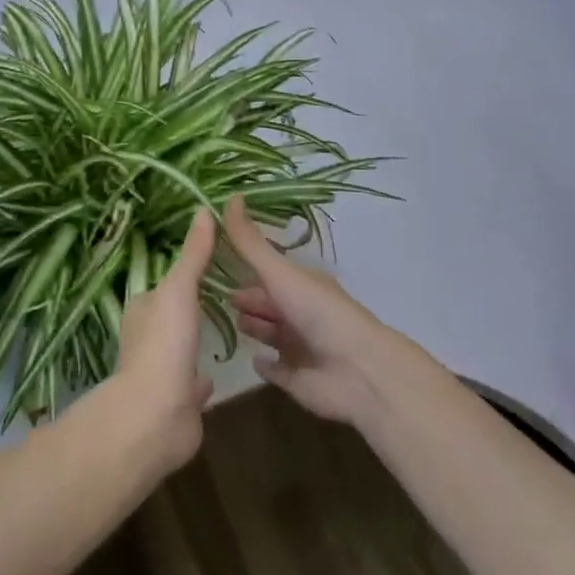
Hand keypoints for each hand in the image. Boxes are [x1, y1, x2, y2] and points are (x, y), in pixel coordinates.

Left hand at [112, 207, 215, 471]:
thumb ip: (193, 254)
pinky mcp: (177, 403)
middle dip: (189, 309)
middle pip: (170, 317)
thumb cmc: (163, 344)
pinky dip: (200, 379)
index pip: (162, 286)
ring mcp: (161, 374)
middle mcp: (147, 340)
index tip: (209, 265)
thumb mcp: (179, 289)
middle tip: (224, 296)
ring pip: (180, 351)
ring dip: (194, 342)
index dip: (182, 276)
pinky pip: (191, 386)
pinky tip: (214, 375)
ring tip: (223, 329)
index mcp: (142, 311)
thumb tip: (203, 209)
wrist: (155, 416)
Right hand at [224, 195, 397, 426]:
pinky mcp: (299, 379)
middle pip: (269, 303)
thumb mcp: (280, 272)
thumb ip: (250, 242)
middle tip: (215, 297)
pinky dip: (266, 365)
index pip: (270, 272)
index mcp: (302, 284)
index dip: (246, 268)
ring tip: (228, 324)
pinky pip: (278, 370)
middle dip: (248, 299)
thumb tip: (230, 196)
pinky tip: (252, 360)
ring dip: (254, 328)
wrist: (358, 370)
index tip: (215, 262)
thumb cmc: (318, 313)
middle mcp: (302, 312)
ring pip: (272, 334)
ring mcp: (302, 347)